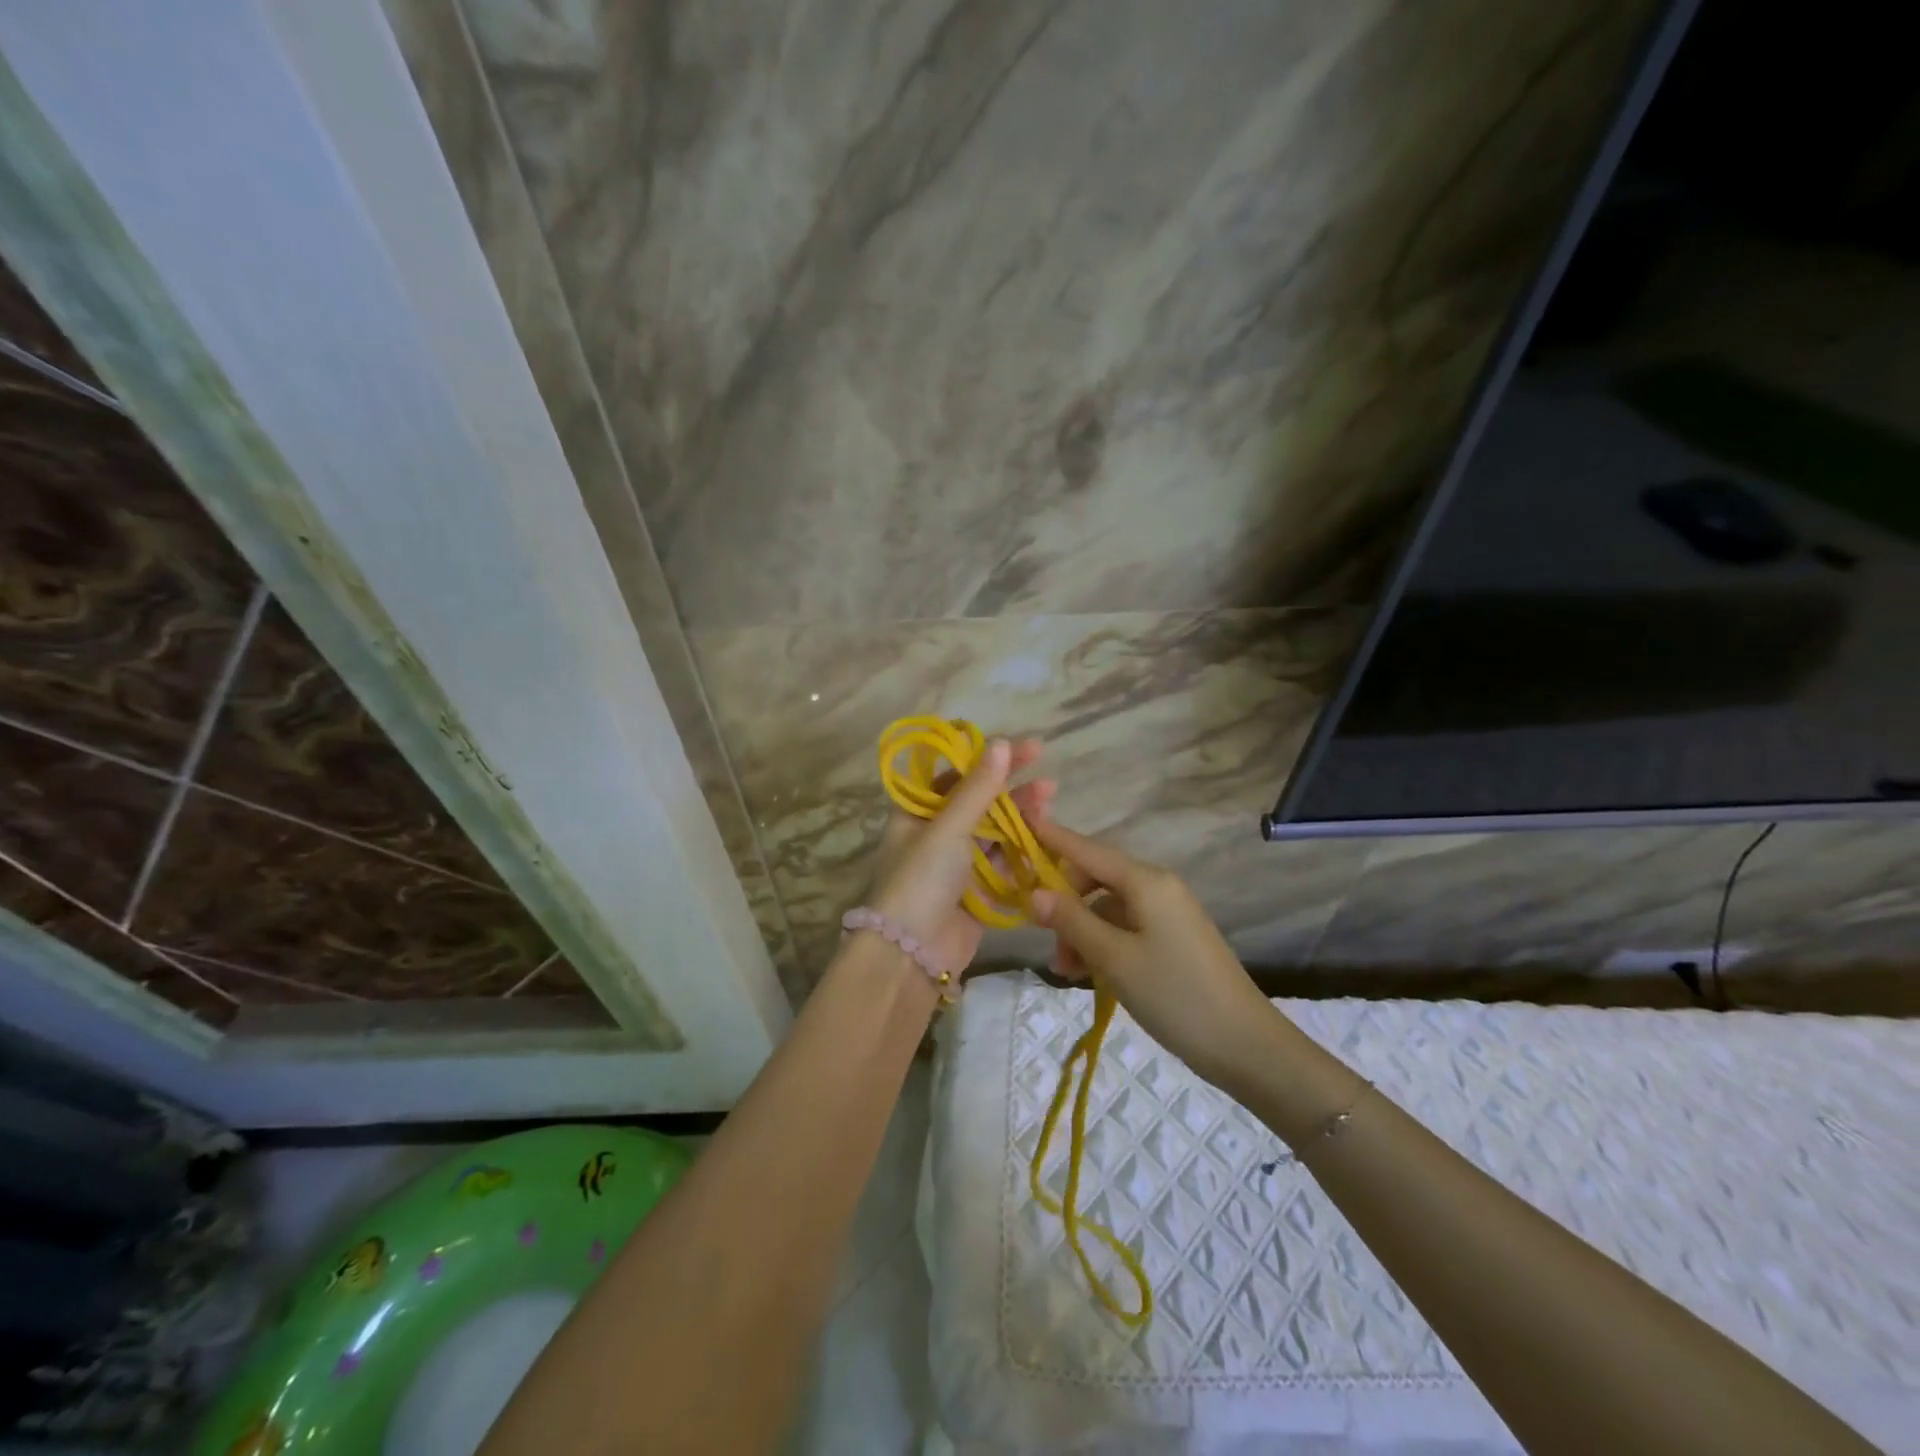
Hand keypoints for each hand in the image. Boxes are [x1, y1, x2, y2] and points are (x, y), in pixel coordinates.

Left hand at [866, 737, 1052, 974]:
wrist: (910, 954)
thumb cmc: (921, 880)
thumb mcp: (948, 828)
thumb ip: (977, 788)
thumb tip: (1000, 743)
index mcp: (918, 812)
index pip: (958, 775)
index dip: (990, 760)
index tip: (1027, 749)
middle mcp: (936, 834)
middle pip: (981, 804)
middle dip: (1013, 791)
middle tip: (1049, 782)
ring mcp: (957, 865)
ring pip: (995, 834)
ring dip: (1022, 820)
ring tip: (1051, 804)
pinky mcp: (976, 893)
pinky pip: (1003, 866)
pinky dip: (1023, 854)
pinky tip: (1047, 842)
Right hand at [1029, 818, 1277, 1088]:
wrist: (1244, 1044)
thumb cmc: (1174, 994)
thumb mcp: (1114, 958)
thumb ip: (1071, 920)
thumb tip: (1033, 892)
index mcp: (1146, 881)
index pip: (1088, 849)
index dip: (1052, 838)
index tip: (1020, 825)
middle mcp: (1156, 887)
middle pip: (1095, 879)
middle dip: (1065, 905)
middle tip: (1045, 941)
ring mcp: (1166, 913)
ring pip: (1107, 908)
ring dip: (1081, 932)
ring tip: (1067, 971)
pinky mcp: (1171, 938)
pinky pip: (1124, 928)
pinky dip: (1102, 944)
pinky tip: (1089, 974)